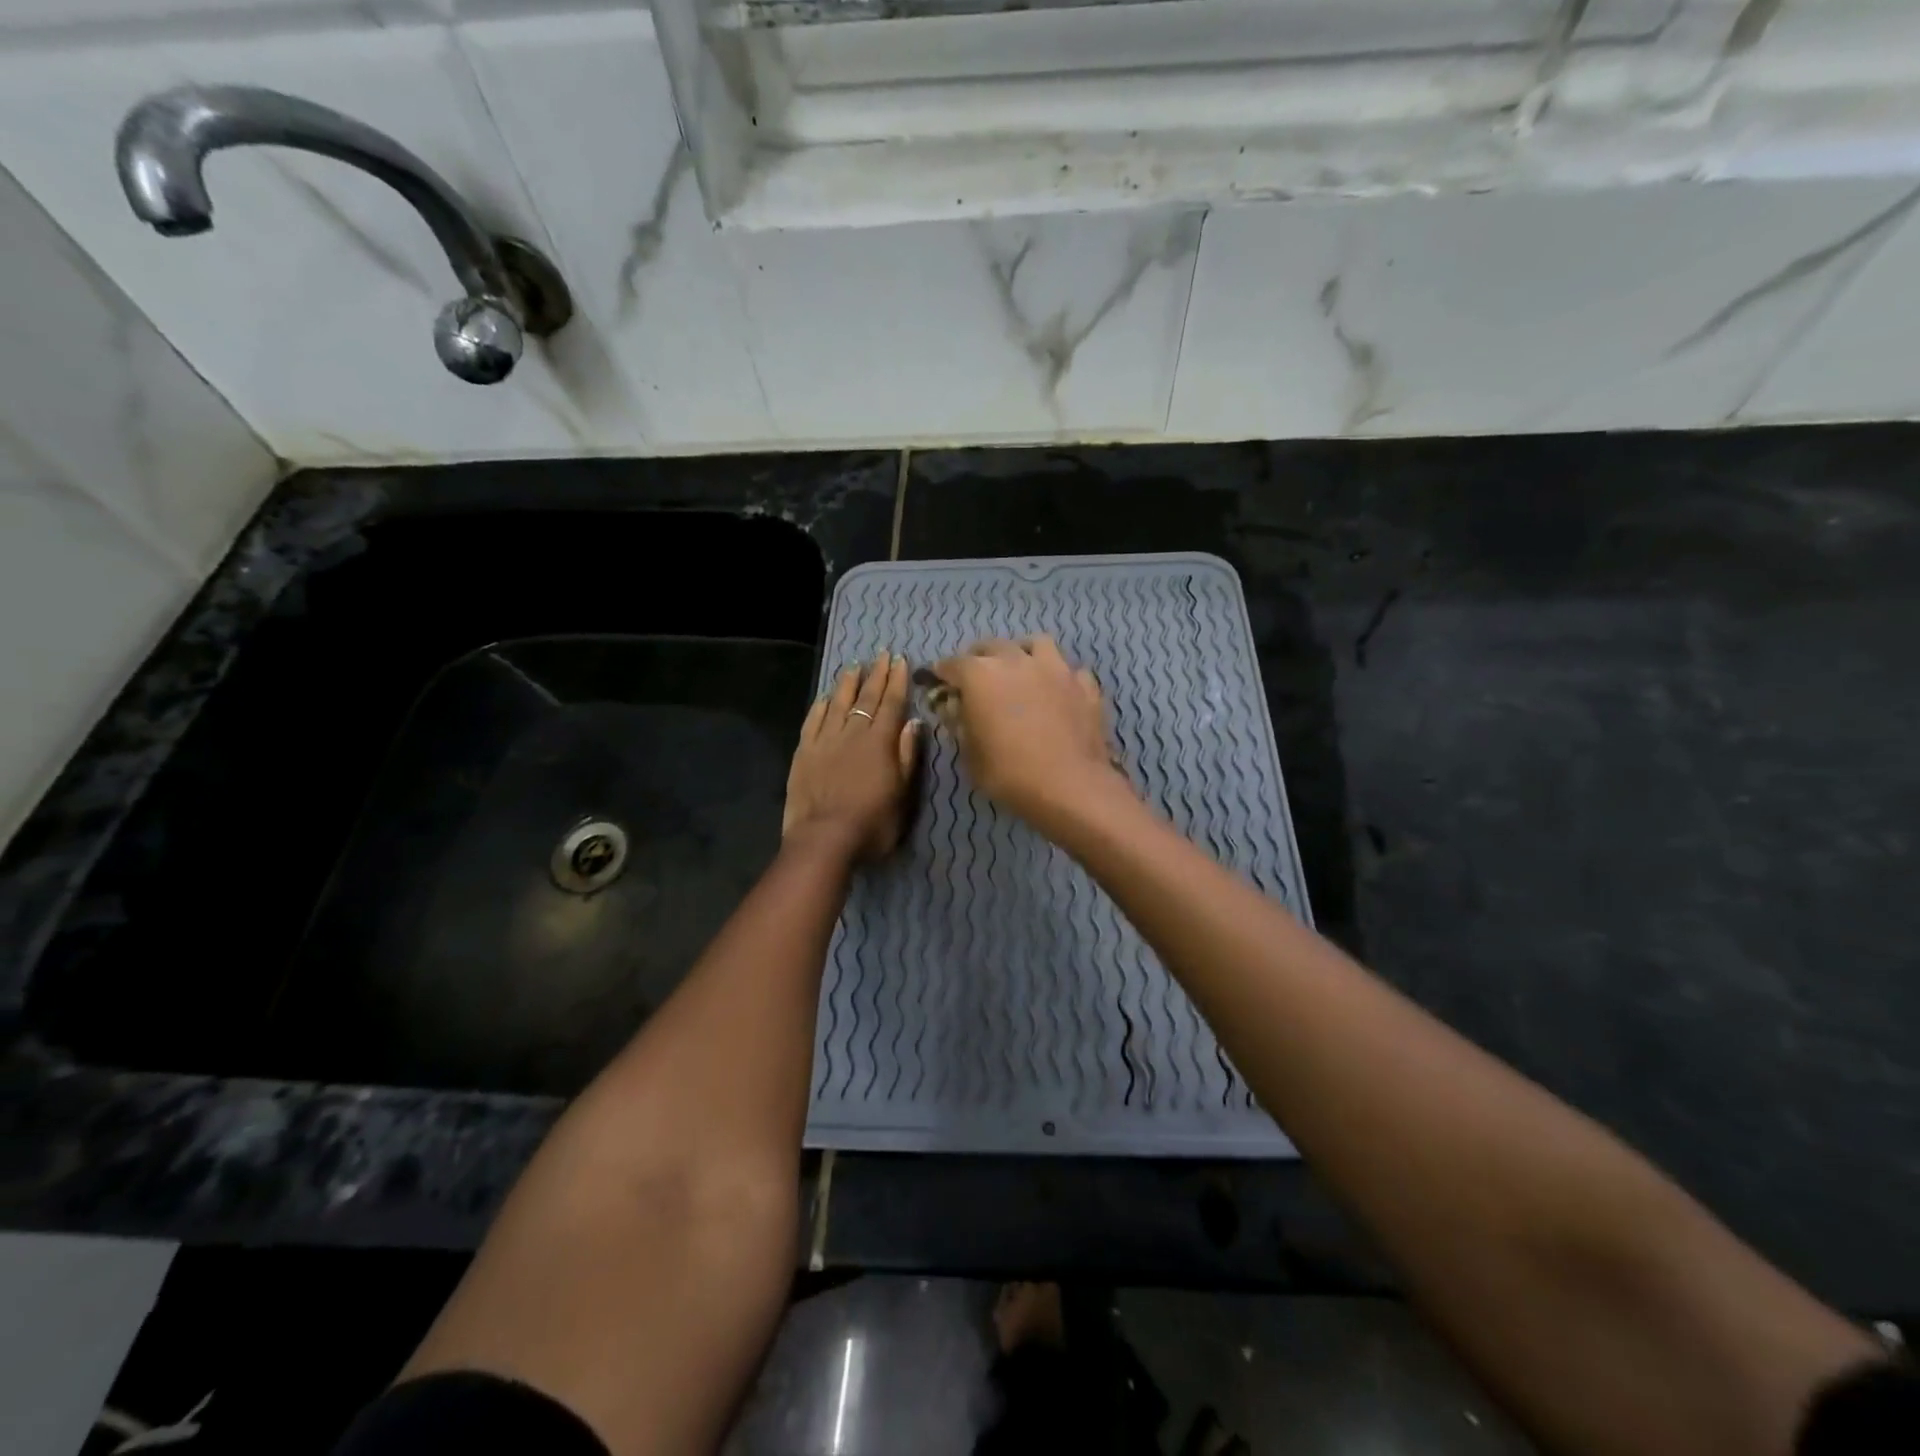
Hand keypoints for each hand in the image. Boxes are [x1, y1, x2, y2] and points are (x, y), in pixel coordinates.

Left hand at [783, 652, 919, 860]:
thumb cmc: (873, 822)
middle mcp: (852, 733)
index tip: (900, 660)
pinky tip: (823, 697)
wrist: (824, 839)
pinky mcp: (804, 753)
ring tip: (854, 666)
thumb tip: (913, 722)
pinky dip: (820, 706)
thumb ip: (907, 755)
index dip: (897, 680)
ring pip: (837, 703)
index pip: (891, 703)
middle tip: (882, 654)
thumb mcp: (903, 793)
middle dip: (876, 674)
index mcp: (880, 741)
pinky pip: (813, 721)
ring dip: (847, 683)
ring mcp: (825, 740)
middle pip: (866, 698)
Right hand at [930, 636, 1131, 830]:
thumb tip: (956, 708)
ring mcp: (1056, 669)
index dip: (943, 673)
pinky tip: (1058, 693)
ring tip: (1021, 671)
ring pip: (1037, 645)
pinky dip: (1060, 678)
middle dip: (980, 658)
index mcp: (981, 675)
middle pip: (993, 646)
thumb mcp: (970, 756)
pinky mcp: (1085, 685)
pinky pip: (1070, 671)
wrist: (1070, 787)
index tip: (939, 682)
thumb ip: (960, 724)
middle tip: (977, 678)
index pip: (952, 664)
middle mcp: (1017, 661)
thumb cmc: (1009, 774)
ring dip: (1024, 654)